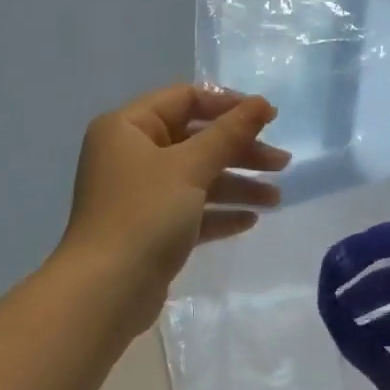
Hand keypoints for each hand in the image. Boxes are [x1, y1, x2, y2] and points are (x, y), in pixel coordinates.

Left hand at [60, 84, 289, 334]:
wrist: (106, 290)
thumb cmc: (144, 215)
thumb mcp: (190, 167)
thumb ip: (229, 133)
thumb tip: (262, 103)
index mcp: (128, 128)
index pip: (185, 99)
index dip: (230, 105)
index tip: (270, 119)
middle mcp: (131, 155)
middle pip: (196, 140)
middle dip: (241, 151)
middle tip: (282, 164)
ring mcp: (141, 194)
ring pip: (198, 178)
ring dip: (238, 184)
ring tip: (276, 199)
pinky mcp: (151, 229)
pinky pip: (192, 210)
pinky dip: (220, 212)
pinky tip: (250, 220)